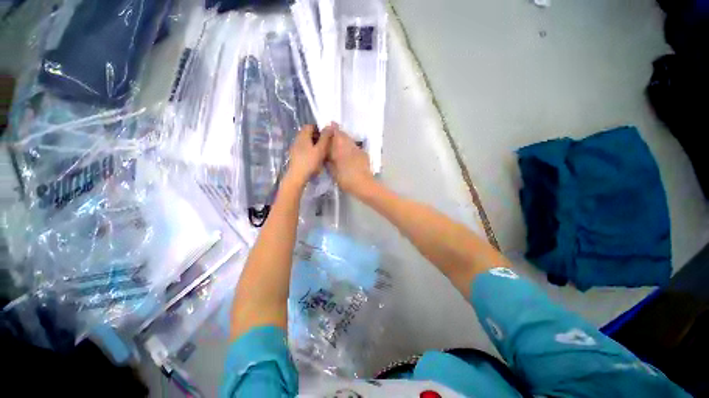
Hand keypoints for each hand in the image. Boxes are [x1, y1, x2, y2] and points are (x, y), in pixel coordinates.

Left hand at [284, 124, 331, 188]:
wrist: (297, 176)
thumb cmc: (310, 161)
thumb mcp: (321, 149)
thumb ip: (325, 137)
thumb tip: (330, 126)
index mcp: (303, 135)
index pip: (310, 126)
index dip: (319, 129)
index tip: (326, 136)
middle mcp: (297, 139)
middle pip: (307, 133)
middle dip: (317, 136)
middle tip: (325, 144)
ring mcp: (294, 147)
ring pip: (305, 141)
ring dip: (313, 144)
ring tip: (321, 152)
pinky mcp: (294, 155)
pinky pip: (303, 148)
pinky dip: (309, 150)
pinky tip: (314, 158)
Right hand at [327, 124, 373, 194]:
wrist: (363, 184)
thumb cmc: (346, 179)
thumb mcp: (333, 171)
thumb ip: (329, 160)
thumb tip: (327, 154)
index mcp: (340, 149)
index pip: (336, 133)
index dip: (333, 128)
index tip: (329, 126)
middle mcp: (350, 146)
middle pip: (344, 135)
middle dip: (339, 134)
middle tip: (333, 137)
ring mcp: (358, 149)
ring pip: (350, 140)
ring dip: (345, 140)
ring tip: (340, 146)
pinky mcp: (364, 154)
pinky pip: (356, 147)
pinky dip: (351, 147)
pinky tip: (349, 153)